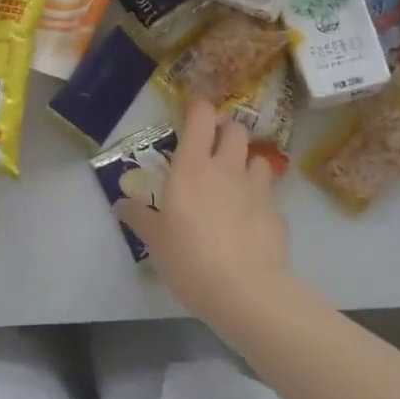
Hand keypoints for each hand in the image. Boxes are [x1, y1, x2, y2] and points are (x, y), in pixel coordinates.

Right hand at [118, 99, 294, 331]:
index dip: (198, 107)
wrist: (246, 291)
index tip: (193, 108)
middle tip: (213, 148)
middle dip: (226, 131)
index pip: (201, 119)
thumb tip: (121, 204)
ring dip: (246, 163)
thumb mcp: (156, 241)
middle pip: (235, 130)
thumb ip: (140, 217)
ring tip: (236, 182)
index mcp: (192, 168)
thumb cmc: (190, 259)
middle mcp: (226, 168)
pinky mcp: (278, 213)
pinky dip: (260, 198)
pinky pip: (269, 194)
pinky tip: (250, 219)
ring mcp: (257, 189)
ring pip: (257, 158)